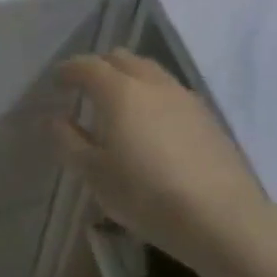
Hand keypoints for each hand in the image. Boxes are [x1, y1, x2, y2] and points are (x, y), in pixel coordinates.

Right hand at [56, 50, 271, 276]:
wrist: (222, 218)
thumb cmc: (147, 196)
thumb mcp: (95, 175)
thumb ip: (68, 142)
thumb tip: (54, 118)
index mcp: (118, 90)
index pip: (86, 66)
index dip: (68, 71)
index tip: (57, 83)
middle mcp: (150, 82)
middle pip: (120, 58)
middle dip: (98, 68)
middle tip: (85, 90)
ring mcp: (182, 95)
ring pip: (148, 70)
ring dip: (128, 77)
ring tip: (120, 104)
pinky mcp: (206, 115)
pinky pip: (170, 90)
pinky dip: (152, 94)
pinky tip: (153, 123)